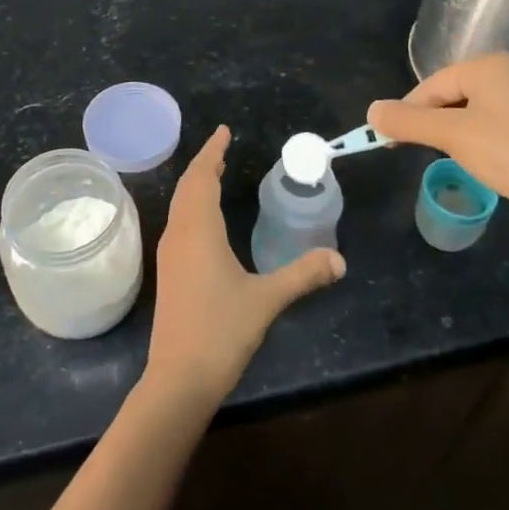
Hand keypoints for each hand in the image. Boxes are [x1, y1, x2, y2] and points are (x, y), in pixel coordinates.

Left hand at [145, 126, 344, 410]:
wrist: (178, 378)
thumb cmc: (221, 331)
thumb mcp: (266, 300)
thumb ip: (302, 275)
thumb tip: (339, 259)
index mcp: (198, 230)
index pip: (202, 177)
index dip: (212, 152)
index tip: (224, 131)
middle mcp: (178, 234)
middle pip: (188, 187)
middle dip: (205, 164)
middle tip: (223, 148)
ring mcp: (169, 254)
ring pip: (180, 205)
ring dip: (196, 185)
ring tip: (215, 175)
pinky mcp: (169, 273)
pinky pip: (179, 223)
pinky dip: (192, 206)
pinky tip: (205, 221)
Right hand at [367, 54, 508, 229]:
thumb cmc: (508, 154)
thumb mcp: (450, 135)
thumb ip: (407, 121)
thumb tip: (372, 111)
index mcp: (491, 65)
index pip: (433, 84)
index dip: (408, 111)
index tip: (390, 139)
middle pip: (452, 93)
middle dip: (431, 120)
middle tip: (417, 149)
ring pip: (473, 108)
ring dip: (453, 130)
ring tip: (448, 155)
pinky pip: (495, 121)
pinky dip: (478, 136)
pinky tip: (479, 158)